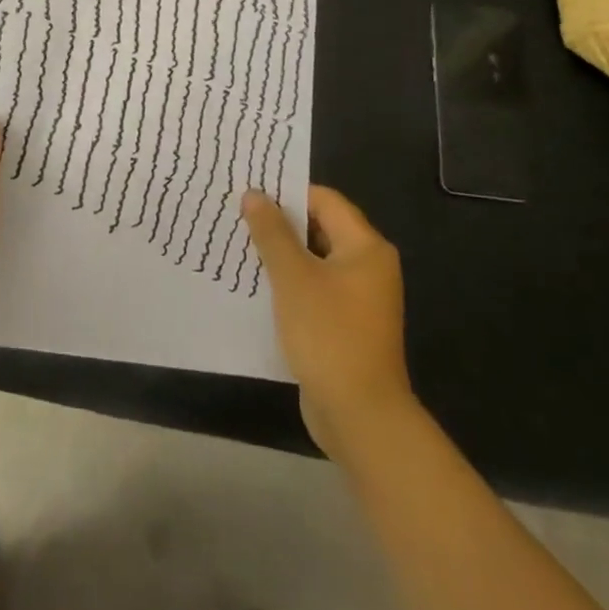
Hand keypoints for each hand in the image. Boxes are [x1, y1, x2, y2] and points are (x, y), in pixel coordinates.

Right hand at [243, 185, 415, 462]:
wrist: (360, 417)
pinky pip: (316, 290)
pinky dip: (291, 284)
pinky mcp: (347, 325)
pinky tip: (258, 287)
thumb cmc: (329, 335)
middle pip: (321, 228)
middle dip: (281, 224)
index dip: (288, 194)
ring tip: (241, 248)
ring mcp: (360, 299)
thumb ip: (272, 233)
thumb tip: (254, 194)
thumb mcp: (293, 278)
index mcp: (365, 247)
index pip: (324, 200)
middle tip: (239, 217)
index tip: (250, 192)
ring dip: (282, 255)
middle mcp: (369, 267)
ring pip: (315, 261)